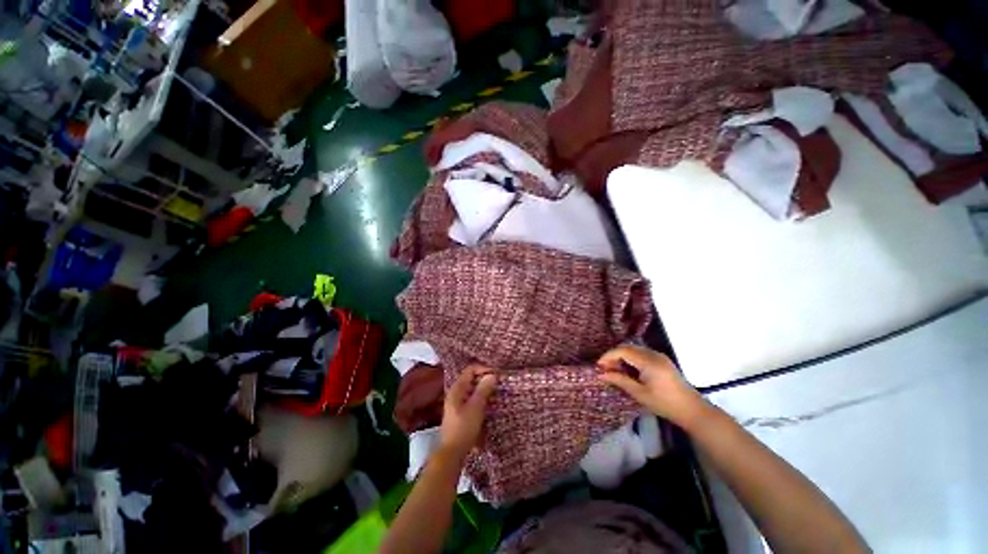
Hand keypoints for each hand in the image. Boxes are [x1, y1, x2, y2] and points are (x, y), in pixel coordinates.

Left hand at [439, 365, 497, 460]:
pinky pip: (472, 398)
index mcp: (457, 388)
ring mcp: (457, 402)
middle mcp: (456, 392)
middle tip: (498, 383)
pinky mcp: (460, 412)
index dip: (484, 369)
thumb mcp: (476, 407)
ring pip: (472, 389)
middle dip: (485, 379)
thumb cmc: (464, 428)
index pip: (470, 370)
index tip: (497, 375)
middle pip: (471, 378)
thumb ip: (483, 390)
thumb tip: (492, 375)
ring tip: (496, 392)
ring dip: (484, 389)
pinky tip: (489, 404)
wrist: (452, 452)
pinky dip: (481, 398)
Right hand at [597, 345, 706, 426]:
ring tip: (614, 370)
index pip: (623, 351)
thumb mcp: (639, 393)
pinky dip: (631, 360)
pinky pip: (641, 354)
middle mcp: (654, 354)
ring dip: (622, 358)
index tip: (598, 366)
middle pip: (628, 348)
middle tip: (604, 369)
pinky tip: (628, 371)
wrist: (693, 410)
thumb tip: (601, 374)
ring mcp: (659, 356)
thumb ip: (620, 380)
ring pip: (634, 350)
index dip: (608, 356)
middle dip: (614, 356)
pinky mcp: (662, 361)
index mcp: (649, 361)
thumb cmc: (665, 404)